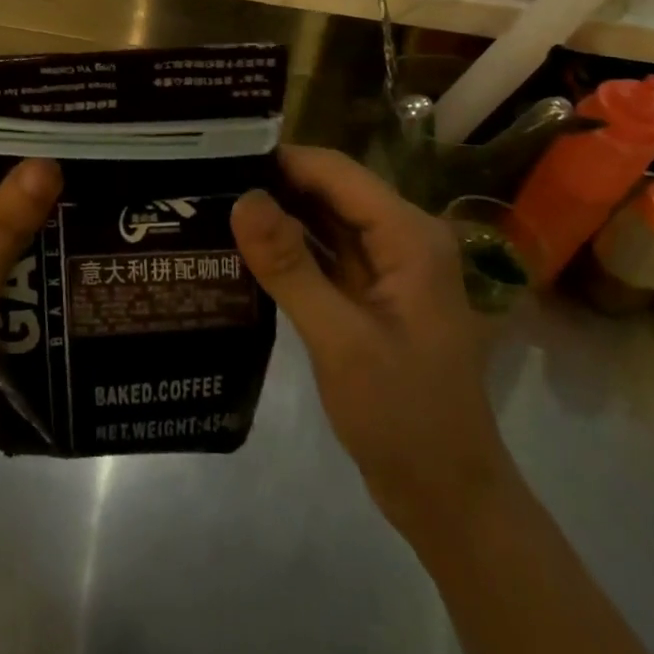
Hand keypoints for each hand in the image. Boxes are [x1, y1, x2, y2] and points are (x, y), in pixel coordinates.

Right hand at [231, 146, 516, 551]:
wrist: (448, 499)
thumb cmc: (404, 417)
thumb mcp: (340, 340)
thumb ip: (289, 266)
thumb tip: (241, 198)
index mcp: (409, 236)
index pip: (336, 171)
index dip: (281, 158)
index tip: (220, 155)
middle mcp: (402, 237)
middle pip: (330, 189)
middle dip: (273, 183)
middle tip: (206, 180)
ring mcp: (386, 266)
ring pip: (324, 219)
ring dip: (277, 213)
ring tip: (213, 202)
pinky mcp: (369, 292)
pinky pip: (323, 252)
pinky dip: (288, 247)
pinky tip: (242, 246)